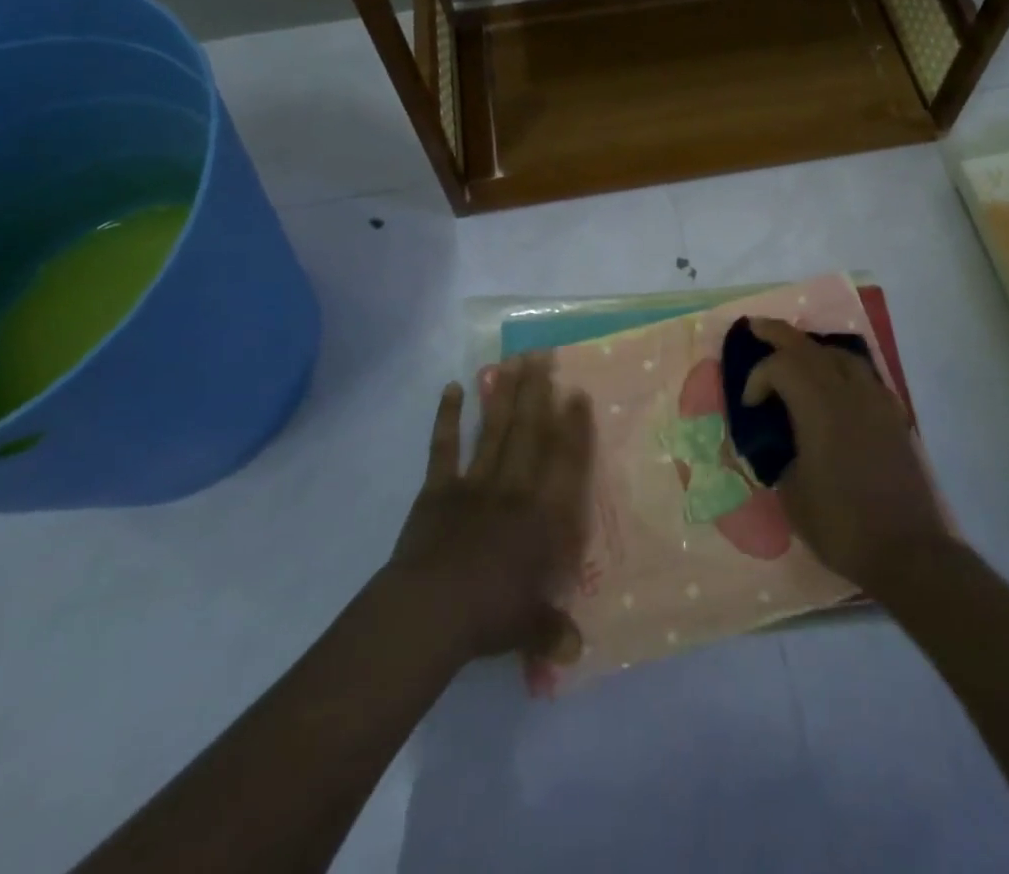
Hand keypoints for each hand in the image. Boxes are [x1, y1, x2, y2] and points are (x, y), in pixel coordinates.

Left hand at [387, 354, 594, 666]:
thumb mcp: (529, 629)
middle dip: (538, 392)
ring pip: (494, 430)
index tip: (577, 392)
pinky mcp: (439, 489)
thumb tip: (576, 652)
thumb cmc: (489, 616)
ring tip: (512, 361)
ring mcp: (475, 483)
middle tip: (543, 354)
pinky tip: (452, 389)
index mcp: (543, 516)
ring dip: (503, 395)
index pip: (565, 462)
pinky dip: (447, 418)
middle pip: (529, 432)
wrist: (430, 612)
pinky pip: (444, 448)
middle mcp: (514, 489)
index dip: (574, 426)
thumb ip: (553, 632)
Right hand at [742, 317, 951, 592]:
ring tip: (796, 354)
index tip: (749, 406)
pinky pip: (864, 376)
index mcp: (819, 408)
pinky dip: (841, 369)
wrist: (908, 551)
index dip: (758, 377)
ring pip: (842, 356)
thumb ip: (778, 457)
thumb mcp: (791, 494)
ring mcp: (876, 402)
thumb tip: (774, 444)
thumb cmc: (841, 525)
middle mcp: (849, 393)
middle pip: (810, 348)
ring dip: (814, 349)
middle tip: (757, 326)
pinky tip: (835, 385)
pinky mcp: (893, 417)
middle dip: (780, 334)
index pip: (782, 366)